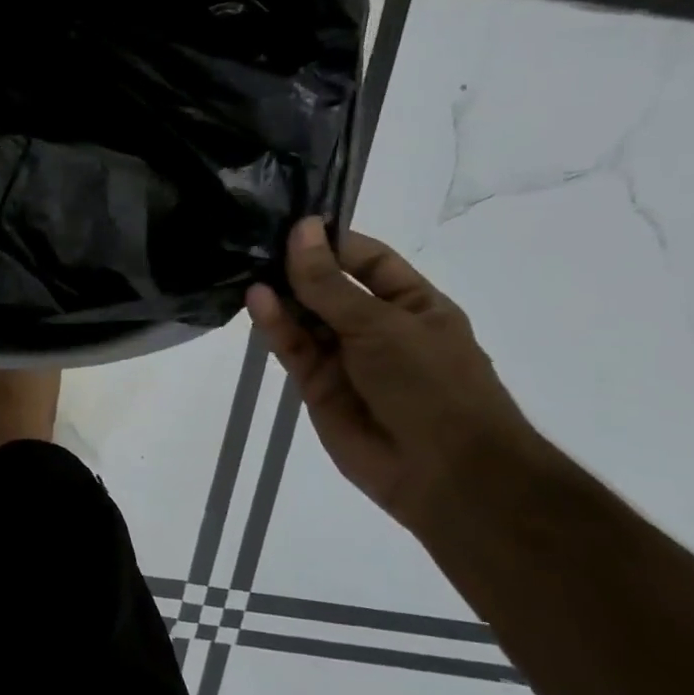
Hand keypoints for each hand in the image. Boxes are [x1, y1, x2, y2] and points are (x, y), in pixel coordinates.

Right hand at [245, 218, 543, 534]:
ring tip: (250, 268)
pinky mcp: (315, 385)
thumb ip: (330, 283)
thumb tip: (301, 230)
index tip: (293, 223)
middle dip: (298, 267)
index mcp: (412, 305)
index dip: (333, 241)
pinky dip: (274, 325)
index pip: (368, 260)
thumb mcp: (382, 324)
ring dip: (281, 295)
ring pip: (304, 317)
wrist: (443, 471)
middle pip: (329, 287)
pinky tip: (257, 300)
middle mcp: (375, 327)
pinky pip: (292, 348)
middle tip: (256, 242)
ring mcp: (344, 358)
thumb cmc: (432, 384)